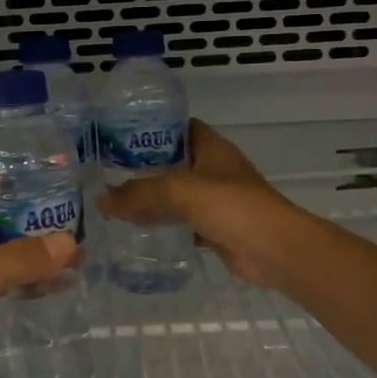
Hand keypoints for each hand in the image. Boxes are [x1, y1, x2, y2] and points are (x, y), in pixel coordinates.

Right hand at [98, 119, 305, 289]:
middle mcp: (214, 169)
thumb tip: (101, 200)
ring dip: (150, 198)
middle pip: (172, 162)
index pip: (178, 127)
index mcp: (211, 147)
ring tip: (113, 201)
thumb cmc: (233, 207)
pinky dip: (162, 224)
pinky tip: (136, 229)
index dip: (151, 128)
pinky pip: (181, 221)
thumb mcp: (180, 191)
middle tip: (106, 172)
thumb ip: (140, 194)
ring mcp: (216, 199)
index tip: (119, 136)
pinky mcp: (215, 227)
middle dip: (143, 167)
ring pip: (175, 194)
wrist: (275, 250)